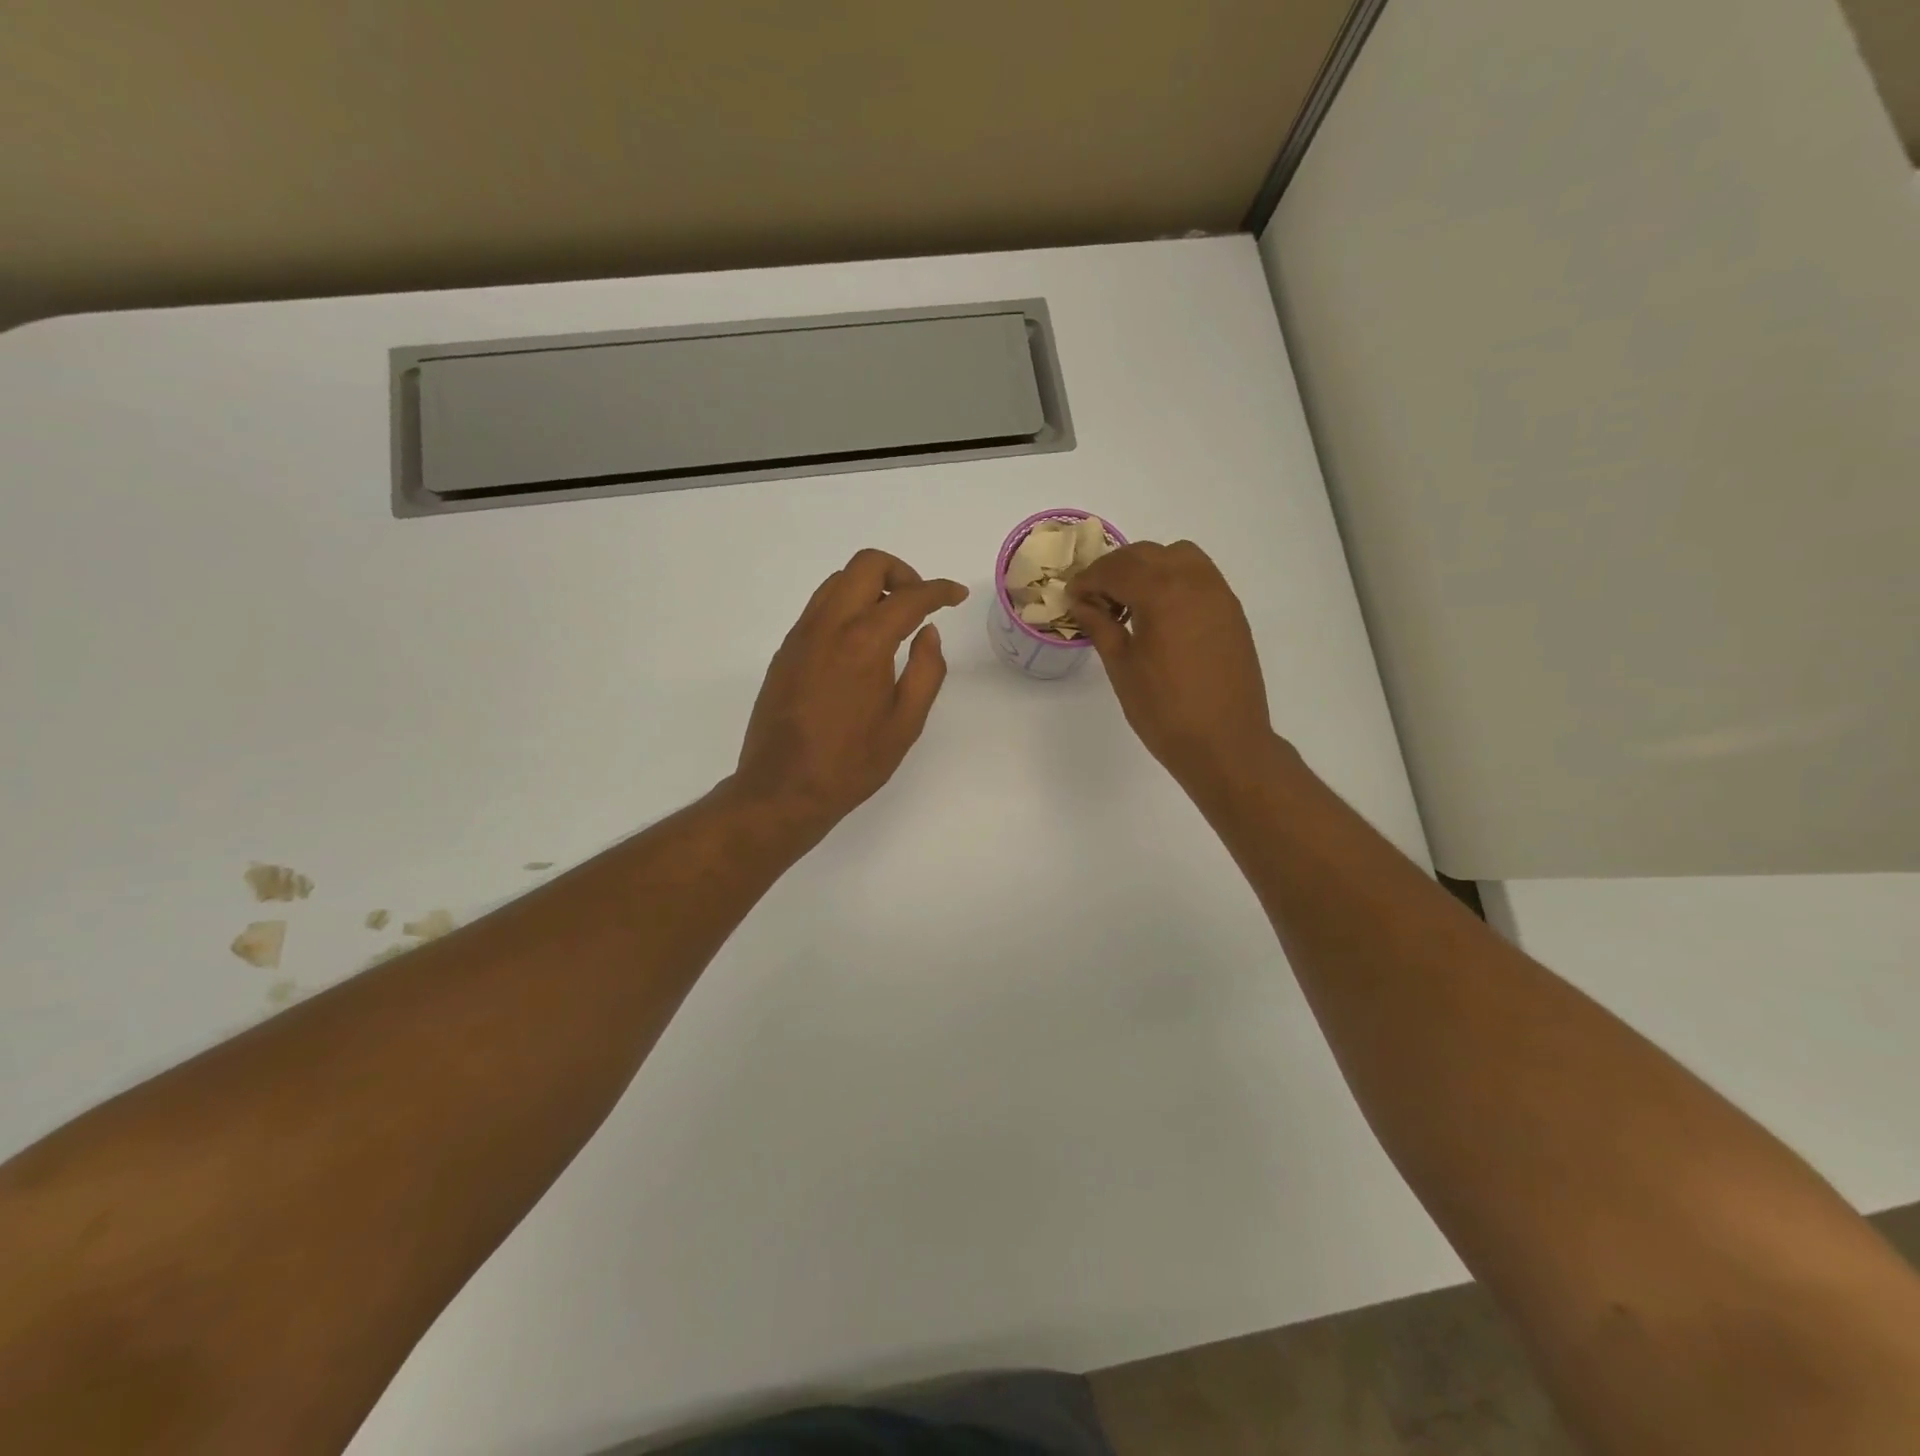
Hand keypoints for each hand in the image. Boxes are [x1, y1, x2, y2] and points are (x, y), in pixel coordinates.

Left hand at [732, 549, 967, 833]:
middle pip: (865, 565)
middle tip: (920, 603)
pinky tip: (859, 642)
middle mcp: (828, 626)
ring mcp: (800, 635)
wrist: (783, 790)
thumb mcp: (905, 724)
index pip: (908, 596)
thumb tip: (928, 633)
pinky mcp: (785, 651)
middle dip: (901, 573)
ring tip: (891, 620)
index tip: (956, 596)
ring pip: (837, 581)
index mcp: (864, 643)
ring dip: (871, 585)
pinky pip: (819, 607)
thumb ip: (926, 671)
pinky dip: (846, 605)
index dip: (939, 590)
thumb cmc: (851, 764)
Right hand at [1068, 540, 1274, 793]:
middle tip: (1094, 597)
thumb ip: (1100, 626)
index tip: (1072, 595)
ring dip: (1148, 568)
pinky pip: (1199, 576)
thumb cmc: (1164, 710)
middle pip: (1147, 554)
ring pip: (1178, 556)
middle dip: (1116, 569)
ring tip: (1130, 601)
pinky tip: (1159, 613)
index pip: (1117, 569)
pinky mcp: (1232, 611)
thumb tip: (1082, 602)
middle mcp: (1195, 582)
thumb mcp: (1122, 667)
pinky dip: (1173, 579)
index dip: (1089, 579)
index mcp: (1162, 594)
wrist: (1225, 743)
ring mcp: (1219, 594)